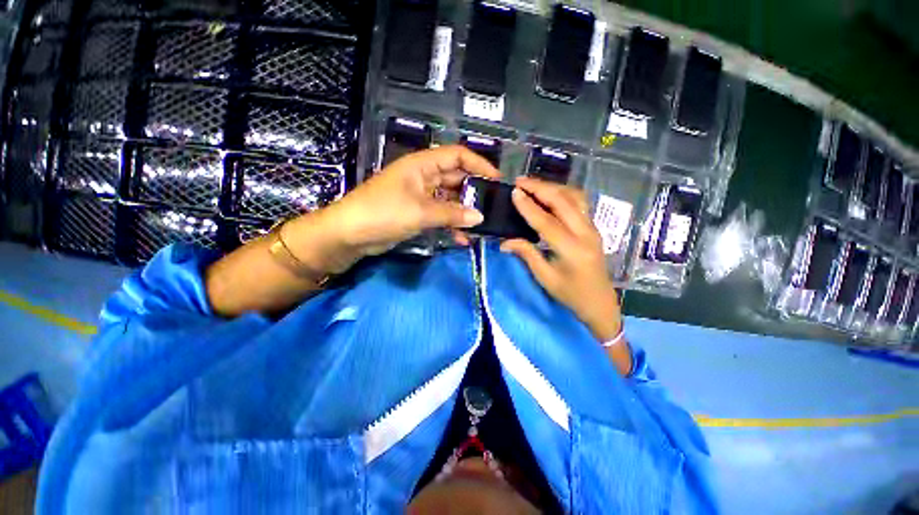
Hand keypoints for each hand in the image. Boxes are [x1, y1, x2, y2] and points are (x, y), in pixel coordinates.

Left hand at [286, 145, 499, 272]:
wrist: (351, 234)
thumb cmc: (383, 212)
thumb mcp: (420, 211)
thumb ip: (452, 214)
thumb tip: (479, 217)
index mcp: (423, 165)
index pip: (457, 156)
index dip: (478, 164)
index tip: (497, 180)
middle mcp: (424, 177)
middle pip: (456, 179)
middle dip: (474, 192)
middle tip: (493, 207)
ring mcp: (421, 196)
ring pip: (450, 200)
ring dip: (464, 213)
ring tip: (481, 226)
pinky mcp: (418, 213)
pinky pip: (441, 215)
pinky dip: (451, 225)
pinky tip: (462, 239)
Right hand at [500, 177, 621, 340]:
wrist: (600, 302)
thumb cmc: (571, 294)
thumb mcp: (545, 277)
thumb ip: (526, 254)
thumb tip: (504, 242)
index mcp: (572, 250)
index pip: (547, 222)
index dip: (529, 206)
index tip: (514, 192)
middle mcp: (586, 233)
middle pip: (563, 201)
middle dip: (540, 188)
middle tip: (520, 181)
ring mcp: (593, 228)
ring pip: (574, 197)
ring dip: (553, 187)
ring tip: (533, 184)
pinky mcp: (593, 227)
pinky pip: (579, 203)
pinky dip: (563, 193)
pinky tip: (551, 193)